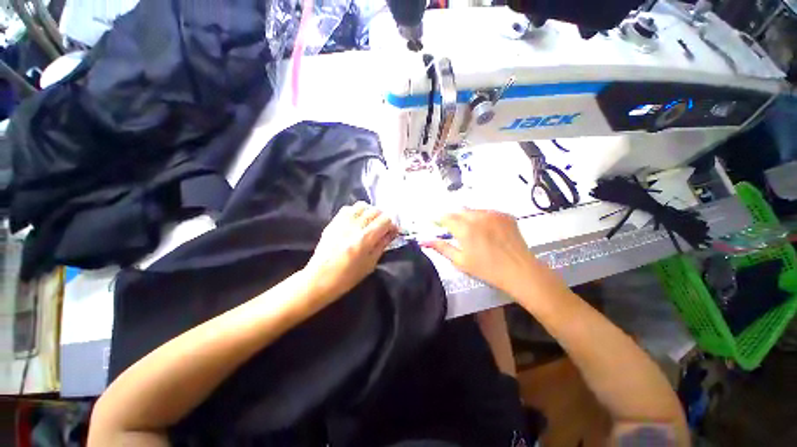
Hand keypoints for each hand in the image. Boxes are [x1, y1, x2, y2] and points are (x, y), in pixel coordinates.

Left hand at [304, 202, 398, 300]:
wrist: (320, 278)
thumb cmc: (348, 276)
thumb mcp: (370, 263)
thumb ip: (383, 244)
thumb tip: (393, 231)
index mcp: (365, 239)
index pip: (385, 219)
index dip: (392, 224)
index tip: (392, 231)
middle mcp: (354, 226)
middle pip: (375, 210)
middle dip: (383, 217)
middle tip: (383, 228)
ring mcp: (342, 222)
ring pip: (362, 205)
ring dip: (370, 212)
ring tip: (370, 222)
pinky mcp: (333, 222)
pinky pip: (348, 208)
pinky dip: (356, 211)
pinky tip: (357, 221)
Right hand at [422, 210, 539, 294]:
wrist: (519, 270)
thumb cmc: (486, 269)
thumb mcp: (460, 261)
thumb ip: (441, 247)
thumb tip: (423, 241)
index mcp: (464, 228)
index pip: (445, 217)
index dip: (439, 219)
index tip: (435, 222)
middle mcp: (477, 216)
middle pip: (459, 211)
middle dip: (454, 218)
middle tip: (455, 230)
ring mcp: (493, 214)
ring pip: (473, 210)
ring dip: (468, 217)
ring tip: (473, 231)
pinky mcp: (505, 215)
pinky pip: (488, 212)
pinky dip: (483, 218)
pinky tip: (487, 230)